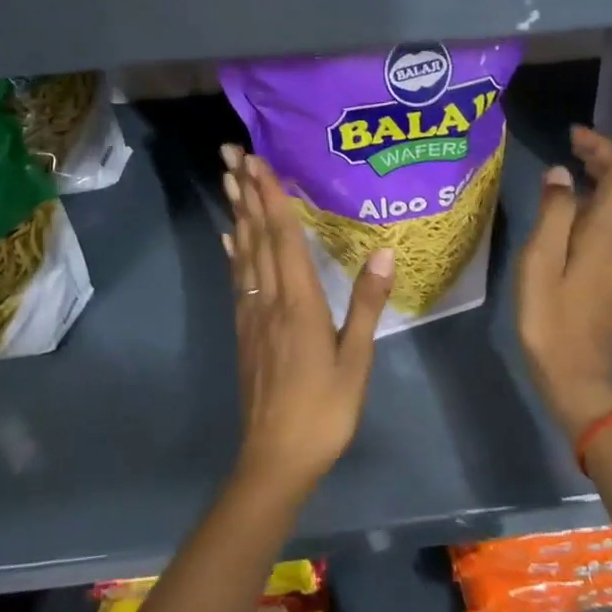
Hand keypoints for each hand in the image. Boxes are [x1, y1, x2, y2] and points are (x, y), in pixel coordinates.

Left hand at [221, 145, 394, 500]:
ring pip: (242, 252)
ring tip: (228, 180)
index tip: (257, 161)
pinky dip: (233, 252)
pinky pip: (238, 279)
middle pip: (256, 235)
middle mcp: (269, 298)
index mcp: (299, 302)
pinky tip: (229, 238)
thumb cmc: (324, 410)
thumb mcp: (356, 360)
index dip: (271, 197)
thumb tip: (383, 251)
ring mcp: (252, 314)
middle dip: (246, 192)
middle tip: (231, 153)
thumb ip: (367, 304)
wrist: (276, 458)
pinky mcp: (244, 330)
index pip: (283, 237)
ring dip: (236, 213)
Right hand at [516, 126, 611, 440]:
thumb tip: (560, 173)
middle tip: (574, 153)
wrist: (577, 372)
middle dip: (611, 157)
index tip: (572, 135)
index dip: (602, 147)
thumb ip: (552, 213)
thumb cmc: (549, 317)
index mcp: (608, 230)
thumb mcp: (538, 262)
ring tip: (581, 173)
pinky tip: (589, 208)